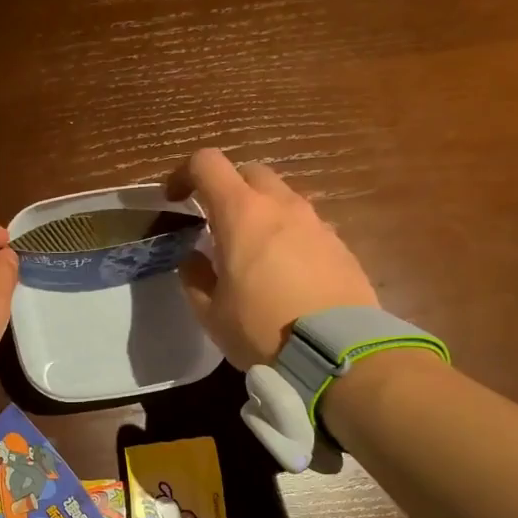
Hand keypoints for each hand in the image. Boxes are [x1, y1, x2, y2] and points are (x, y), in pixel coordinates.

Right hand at [168, 148, 378, 369]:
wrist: (338, 353)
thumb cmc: (262, 329)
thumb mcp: (211, 313)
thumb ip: (195, 277)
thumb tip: (194, 259)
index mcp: (241, 214)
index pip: (207, 163)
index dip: (185, 174)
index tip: (176, 200)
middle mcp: (282, 206)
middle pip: (250, 172)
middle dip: (228, 188)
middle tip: (217, 224)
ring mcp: (316, 223)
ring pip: (283, 198)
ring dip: (262, 213)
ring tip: (254, 252)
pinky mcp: (340, 245)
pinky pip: (307, 226)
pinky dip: (289, 236)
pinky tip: (287, 273)